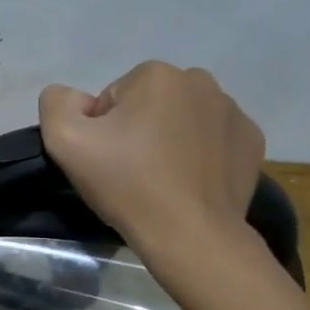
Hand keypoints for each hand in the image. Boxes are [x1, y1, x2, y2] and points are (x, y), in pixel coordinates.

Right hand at [38, 61, 264, 284]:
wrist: (190, 235)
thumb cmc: (127, 183)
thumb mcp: (65, 140)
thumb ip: (57, 103)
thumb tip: (74, 99)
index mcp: (156, 75)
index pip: (113, 98)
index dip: (102, 130)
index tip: (108, 160)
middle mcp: (200, 82)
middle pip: (149, 105)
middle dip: (137, 130)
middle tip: (131, 171)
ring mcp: (233, 112)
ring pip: (182, 120)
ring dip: (168, 141)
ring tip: (161, 180)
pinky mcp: (251, 142)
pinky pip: (212, 140)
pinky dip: (200, 155)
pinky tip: (189, 183)